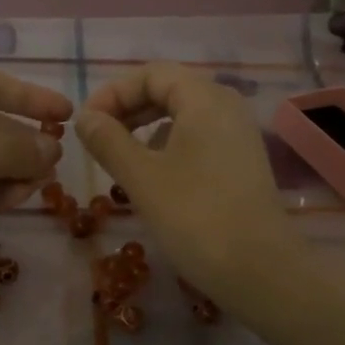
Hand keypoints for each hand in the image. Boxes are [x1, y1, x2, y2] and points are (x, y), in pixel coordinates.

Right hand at [74, 62, 309, 301]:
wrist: (259, 270)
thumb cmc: (195, 217)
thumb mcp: (142, 178)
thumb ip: (108, 141)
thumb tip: (85, 118)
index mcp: (204, 99)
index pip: (151, 74)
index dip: (113, 93)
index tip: (85, 124)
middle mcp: (227, 106)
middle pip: (169, 90)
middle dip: (128, 110)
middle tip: (97, 141)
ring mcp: (239, 136)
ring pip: (183, 117)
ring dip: (146, 130)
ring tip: (119, 161)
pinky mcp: (242, 164)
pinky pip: (198, 140)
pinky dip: (168, 148)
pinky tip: (153, 178)